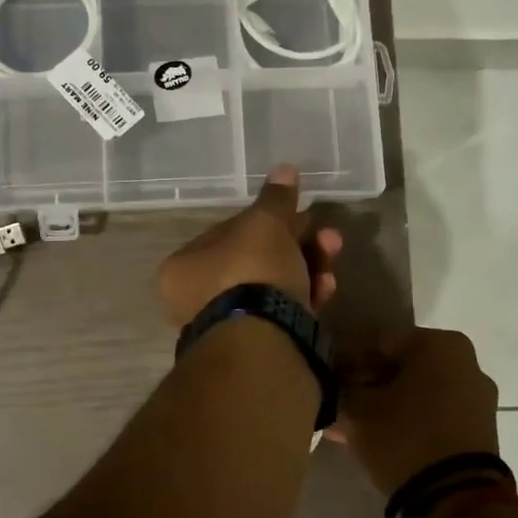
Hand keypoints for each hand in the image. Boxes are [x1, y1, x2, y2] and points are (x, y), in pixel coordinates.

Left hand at [158, 164, 342, 326]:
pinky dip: (305, 297)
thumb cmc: (250, 271)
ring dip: (308, 267)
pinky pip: (282, 314)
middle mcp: (197, 299)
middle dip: (298, 244)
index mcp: (184, 267)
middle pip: (256, 260)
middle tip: (329, 236)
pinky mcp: (257, 348)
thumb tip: (285, 169)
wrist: (264, 342)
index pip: (229, 232)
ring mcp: (228, 327)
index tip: (298, 213)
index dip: (268, 219)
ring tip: (333, 256)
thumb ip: (275, 199)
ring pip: (273, 287)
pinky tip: (328, 289)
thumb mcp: (264, 225)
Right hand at [335, 328, 498, 495]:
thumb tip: (334, 384)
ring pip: (417, 394)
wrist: (455, 500)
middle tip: (340, 404)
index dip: (348, 361)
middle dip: (369, 385)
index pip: (379, 343)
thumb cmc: (403, 438)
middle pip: (402, 368)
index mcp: (439, 344)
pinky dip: (408, 423)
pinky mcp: (480, 431)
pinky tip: (377, 441)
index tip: (328, 381)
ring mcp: (478, 398)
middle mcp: (465, 362)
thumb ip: (341, 388)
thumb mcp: (357, 410)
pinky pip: (434, 416)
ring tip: (353, 428)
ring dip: (386, 406)